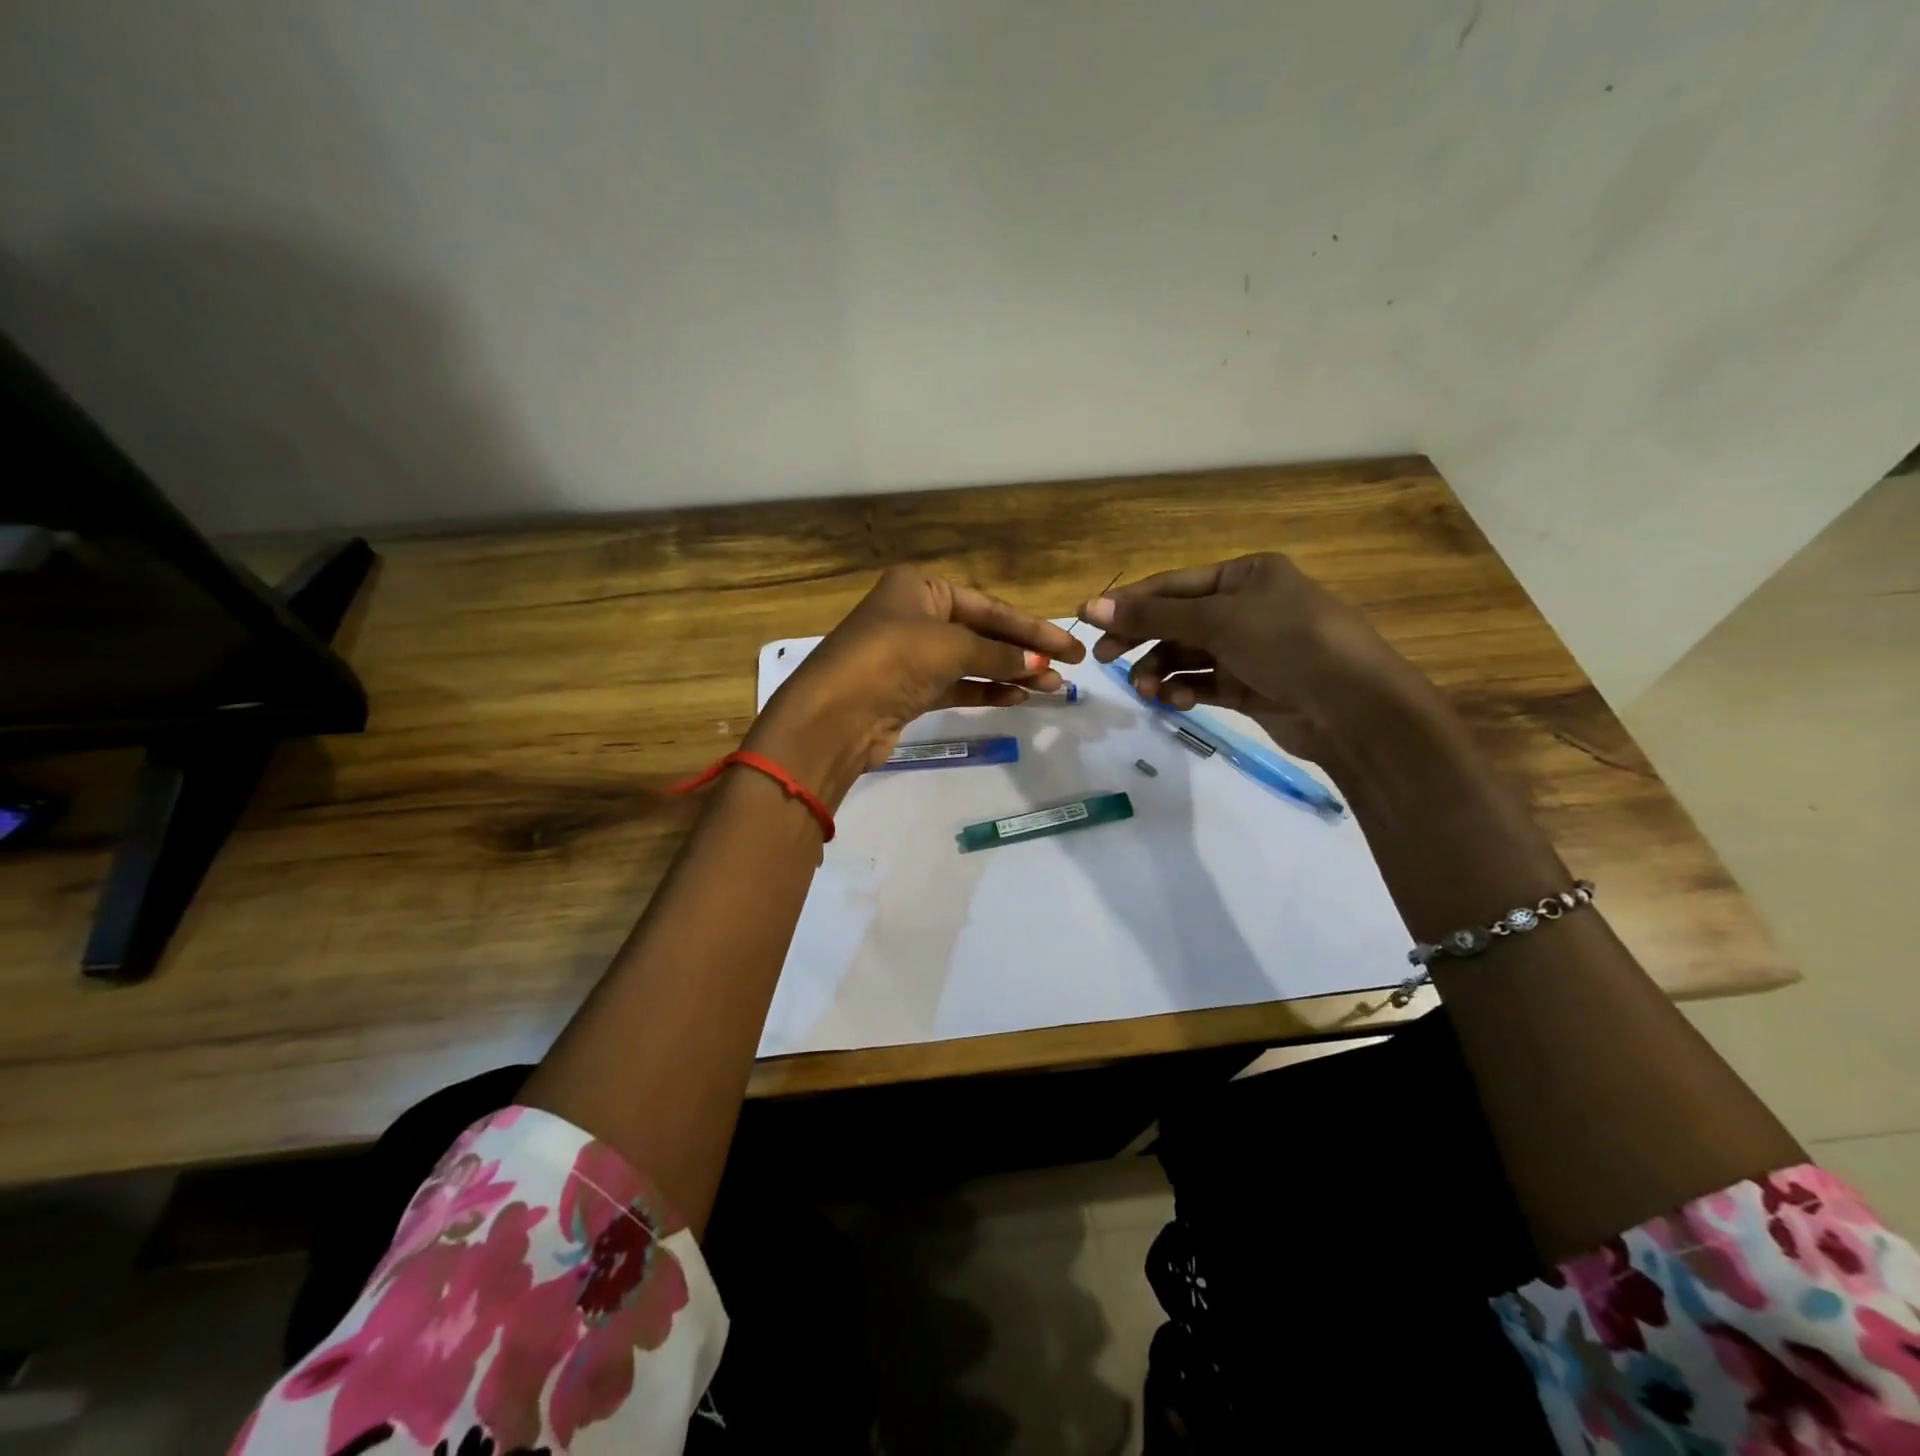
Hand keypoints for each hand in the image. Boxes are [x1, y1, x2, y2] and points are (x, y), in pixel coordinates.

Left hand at [750, 566, 1085, 806]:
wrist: (834, 716)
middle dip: (1025, 651)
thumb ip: (998, 653)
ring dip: (1011, 674)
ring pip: (972, 661)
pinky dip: (986, 691)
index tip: (1068, 647)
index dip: (1031, 627)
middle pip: (983, 632)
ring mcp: (911, 655)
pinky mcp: (909, 691)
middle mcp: (915, 615)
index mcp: (920, 587)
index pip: (988, 606)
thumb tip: (1040, 663)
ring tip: (1052, 688)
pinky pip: (957, 686)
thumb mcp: (951, 646)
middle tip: (1069, 668)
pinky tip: (1019, 698)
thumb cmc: (893, 659)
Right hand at [1081, 554, 1444, 767]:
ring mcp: (1248, 649)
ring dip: (1161, 670)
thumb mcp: (1219, 620)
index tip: (1086, 619)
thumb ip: (1154, 615)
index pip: (1173, 585)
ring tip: (1146, 689)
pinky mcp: (1249, 687)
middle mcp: (1246, 608)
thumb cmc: (1288, 643)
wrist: (1353, 707)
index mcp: (1245, 575)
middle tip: (1105, 658)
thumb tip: (1091, 606)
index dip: (1129, 601)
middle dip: (1141, 639)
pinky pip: (1202, 683)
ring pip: (1186, 655)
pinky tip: (1177, 701)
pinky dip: (1184, 690)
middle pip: (1176, 620)